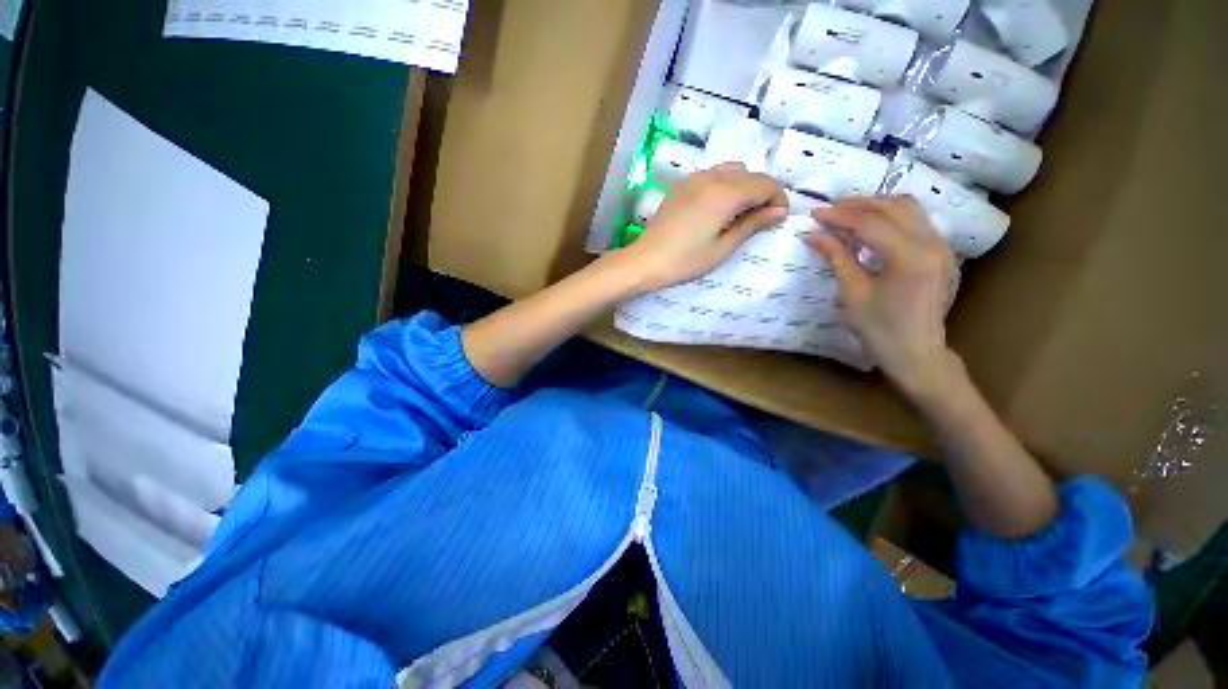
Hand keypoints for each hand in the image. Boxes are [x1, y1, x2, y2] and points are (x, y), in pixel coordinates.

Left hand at [614, 163, 787, 291]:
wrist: (645, 260)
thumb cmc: (685, 261)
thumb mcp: (722, 248)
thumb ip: (752, 225)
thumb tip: (779, 211)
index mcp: (725, 193)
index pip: (765, 184)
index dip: (778, 199)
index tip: (779, 218)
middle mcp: (711, 177)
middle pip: (750, 174)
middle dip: (763, 193)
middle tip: (762, 219)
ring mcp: (693, 179)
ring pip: (731, 171)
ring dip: (744, 187)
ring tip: (741, 214)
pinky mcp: (681, 186)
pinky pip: (713, 175)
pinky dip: (725, 186)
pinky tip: (719, 209)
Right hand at [806, 196, 959, 398]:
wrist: (916, 352)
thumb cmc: (879, 329)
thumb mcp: (853, 293)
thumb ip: (837, 258)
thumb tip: (813, 235)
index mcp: (909, 257)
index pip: (870, 223)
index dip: (839, 216)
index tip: (814, 214)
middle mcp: (932, 243)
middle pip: (892, 208)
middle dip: (857, 205)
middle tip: (829, 211)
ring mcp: (941, 246)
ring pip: (908, 209)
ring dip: (876, 207)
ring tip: (847, 215)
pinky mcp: (941, 252)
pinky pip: (916, 221)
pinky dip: (891, 218)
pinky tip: (871, 228)